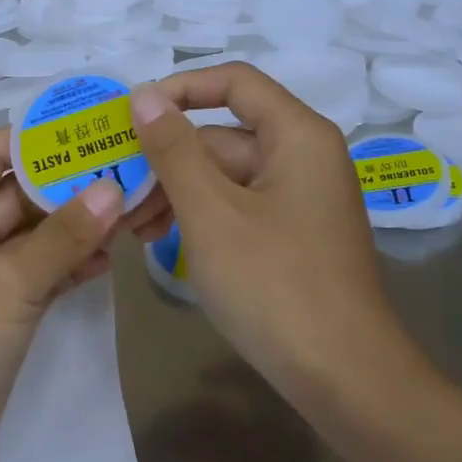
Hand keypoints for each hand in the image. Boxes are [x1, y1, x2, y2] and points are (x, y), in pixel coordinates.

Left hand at [0, 128, 123, 461]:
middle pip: (17, 193)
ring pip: (31, 237)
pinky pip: (36, 277)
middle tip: (129, 170)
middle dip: (69, 184)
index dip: (40, 138)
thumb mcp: (7, 282)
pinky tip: (109, 260)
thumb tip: (115, 189)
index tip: (96, 127)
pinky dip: (68, 266)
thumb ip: (63, 235)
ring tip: (132, 211)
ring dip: (75, 226)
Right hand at [123, 63, 424, 402]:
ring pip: (225, 176)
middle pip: (223, 135)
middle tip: (116, 189)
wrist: (345, 379)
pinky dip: (200, 217)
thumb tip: (144, 95)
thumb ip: (173, 148)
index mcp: (297, 135)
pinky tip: (161, 241)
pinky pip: (237, 208)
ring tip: (131, 226)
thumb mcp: (210, 212)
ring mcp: (299, 200)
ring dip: (176, 192)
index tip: (132, 114)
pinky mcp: (292, 236)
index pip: (234, 82)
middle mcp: (304, 157)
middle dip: (166, 159)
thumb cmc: (275, 284)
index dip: (180, 88)